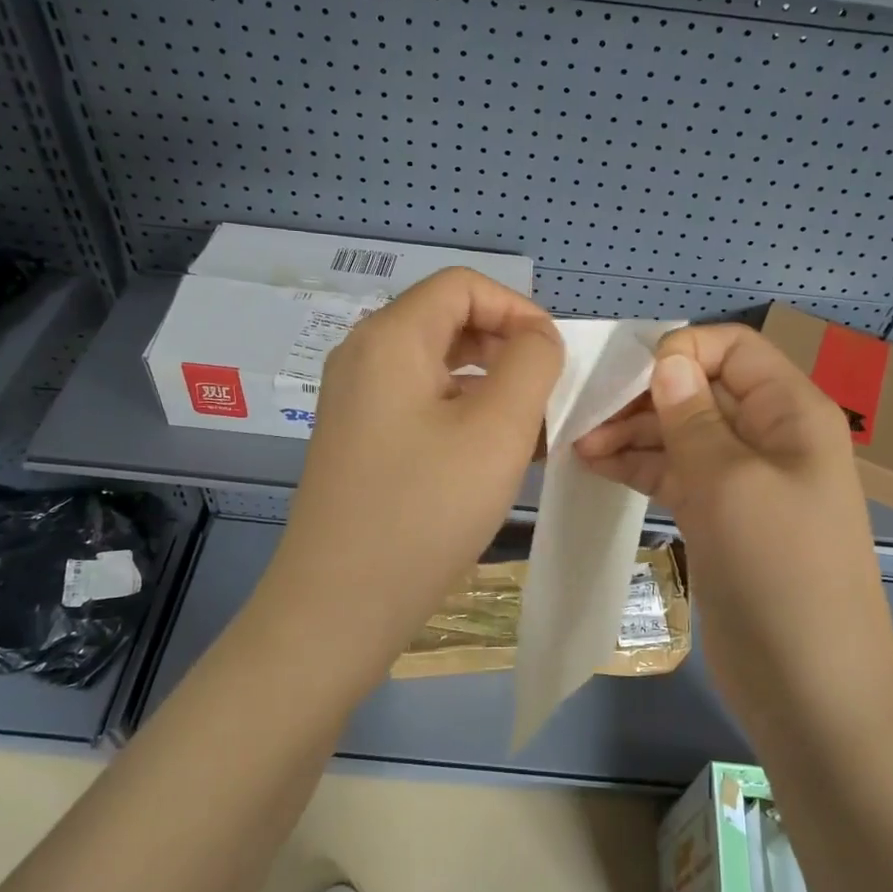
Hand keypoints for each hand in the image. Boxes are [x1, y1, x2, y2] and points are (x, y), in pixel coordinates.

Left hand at [258, 268, 561, 679]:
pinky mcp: (359, 438)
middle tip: (548, 397)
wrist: (338, 605)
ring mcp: (355, 399)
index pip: (463, 286)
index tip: (554, 358)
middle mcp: (364, 355)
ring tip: (533, 433)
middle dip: (507, 349)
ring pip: (438, 367)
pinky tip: (495, 458)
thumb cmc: (424, 510)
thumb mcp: (498, 429)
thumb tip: (537, 337)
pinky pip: (420, 404)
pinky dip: (463, 415)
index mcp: (390, 337)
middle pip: (448, 321)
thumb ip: (531, 363)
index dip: (518, 309)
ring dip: (491, 387)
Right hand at [574, 324, 892, 715]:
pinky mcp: (719, 517)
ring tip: (578, 446)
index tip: (628, 377)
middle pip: (700, 389)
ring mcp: (743, 480)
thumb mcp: (730, 482)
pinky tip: (596, 467)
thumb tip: (666, 358)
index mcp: (790, 412)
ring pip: (681, 433)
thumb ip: (692, 416)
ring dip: (632, 433)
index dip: (681, 351)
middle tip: (586, 416)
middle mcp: (769, 436)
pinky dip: (639, 466)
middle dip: (644, 395)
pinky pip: (675, 473)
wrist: (810, 686)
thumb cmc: (779, 569)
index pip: (733, 349)